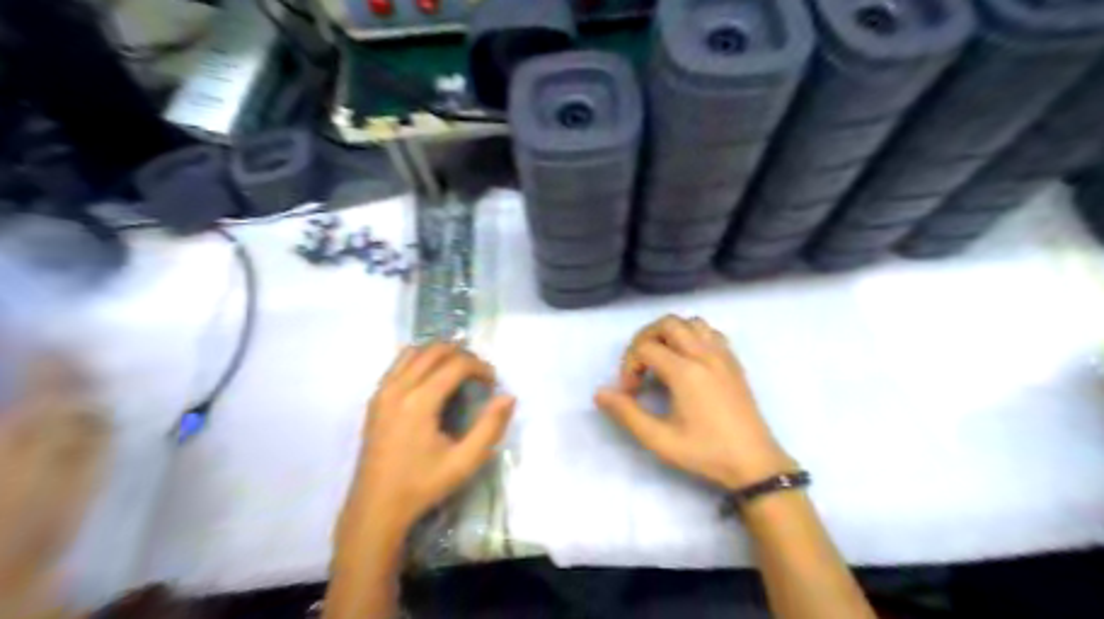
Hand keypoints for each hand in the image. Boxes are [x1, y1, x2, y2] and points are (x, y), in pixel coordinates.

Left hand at [339, 345, 516, 544]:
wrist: (376, 507)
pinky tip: (432, 379)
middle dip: (462, 354)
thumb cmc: (422, 485)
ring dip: (440, 353)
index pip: (456, 364)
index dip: (480, 367)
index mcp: (419, 402)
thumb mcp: (464, 462)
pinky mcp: (375, 399)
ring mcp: (382, 391)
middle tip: (479, 374)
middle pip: (434, 350)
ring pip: (414, 351)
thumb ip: (490, 427)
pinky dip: (420, 360)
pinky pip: (398, 364)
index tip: (493, 383)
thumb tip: (508, 397)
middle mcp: (398, 388)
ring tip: (458, 371)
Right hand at [596, 317, 792, 491]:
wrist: (754, 463)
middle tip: (640, 366)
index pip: (645, 348)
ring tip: (662, 358)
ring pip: (691, 322)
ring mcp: (722, 355)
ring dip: (670, 333)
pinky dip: (694, 335)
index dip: (629, 365)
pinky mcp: (734, 361)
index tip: (630, 392)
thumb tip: (600, 393)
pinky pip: (711, 332)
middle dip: (645, 338)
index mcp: (685, 372)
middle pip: (667, 323)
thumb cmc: (705, 452)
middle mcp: (704, 354)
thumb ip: (627, 414)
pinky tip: (688, 359)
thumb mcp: (660, 439)